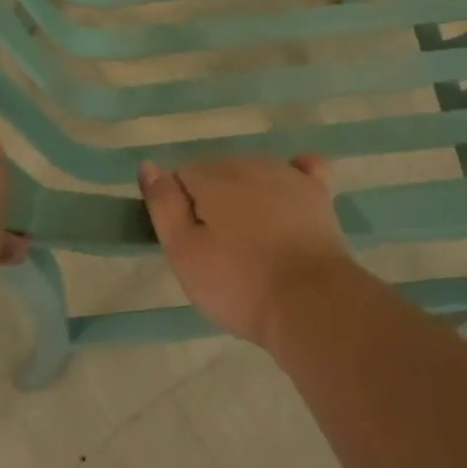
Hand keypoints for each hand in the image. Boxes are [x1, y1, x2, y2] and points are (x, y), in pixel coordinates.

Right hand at [139, 155, 352, 347]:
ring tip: (252, 240)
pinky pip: (303, 168)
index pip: (183, 176)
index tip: (190, 242)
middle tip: (219, 248)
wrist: (311, 303)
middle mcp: (248, 164)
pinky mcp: (318, 193)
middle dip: (213, 200)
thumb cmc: (239, 284)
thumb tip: (148, 166)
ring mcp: (287, 176)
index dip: (181, 208)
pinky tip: (290, 191)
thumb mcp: (184, 253)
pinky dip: (294, 174)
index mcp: (213, 177)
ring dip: (247, 194)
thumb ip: (163, 205)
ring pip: (255, 172)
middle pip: (219, 172)